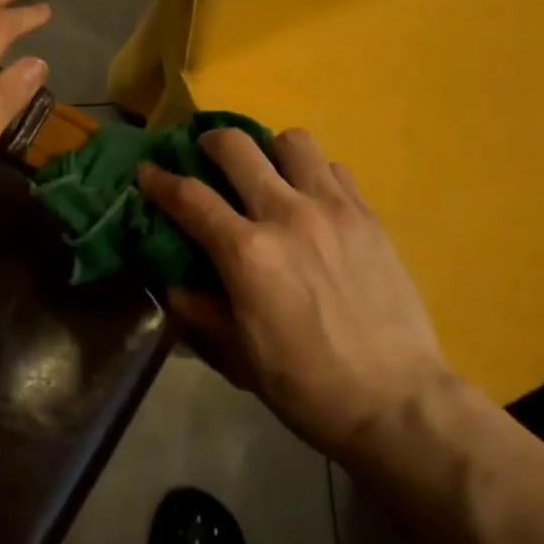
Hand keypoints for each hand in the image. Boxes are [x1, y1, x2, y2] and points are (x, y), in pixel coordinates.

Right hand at [138, 129, 450, 460]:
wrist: (396, 401)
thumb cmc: (307, 386)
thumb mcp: (237, 356)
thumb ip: (200, 310)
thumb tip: (174, 282)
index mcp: (247, 253)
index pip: (189, 196)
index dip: (159, 180)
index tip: (147, 171)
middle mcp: (286, 215)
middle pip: (237, 147)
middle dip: (210, 142)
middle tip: (206, 155)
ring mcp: (333, 209)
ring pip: (293, 142)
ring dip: (269, 150)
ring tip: (267, 173)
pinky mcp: (368, 215)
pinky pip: (335, 168)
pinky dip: (314, 173)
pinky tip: (312, 199)